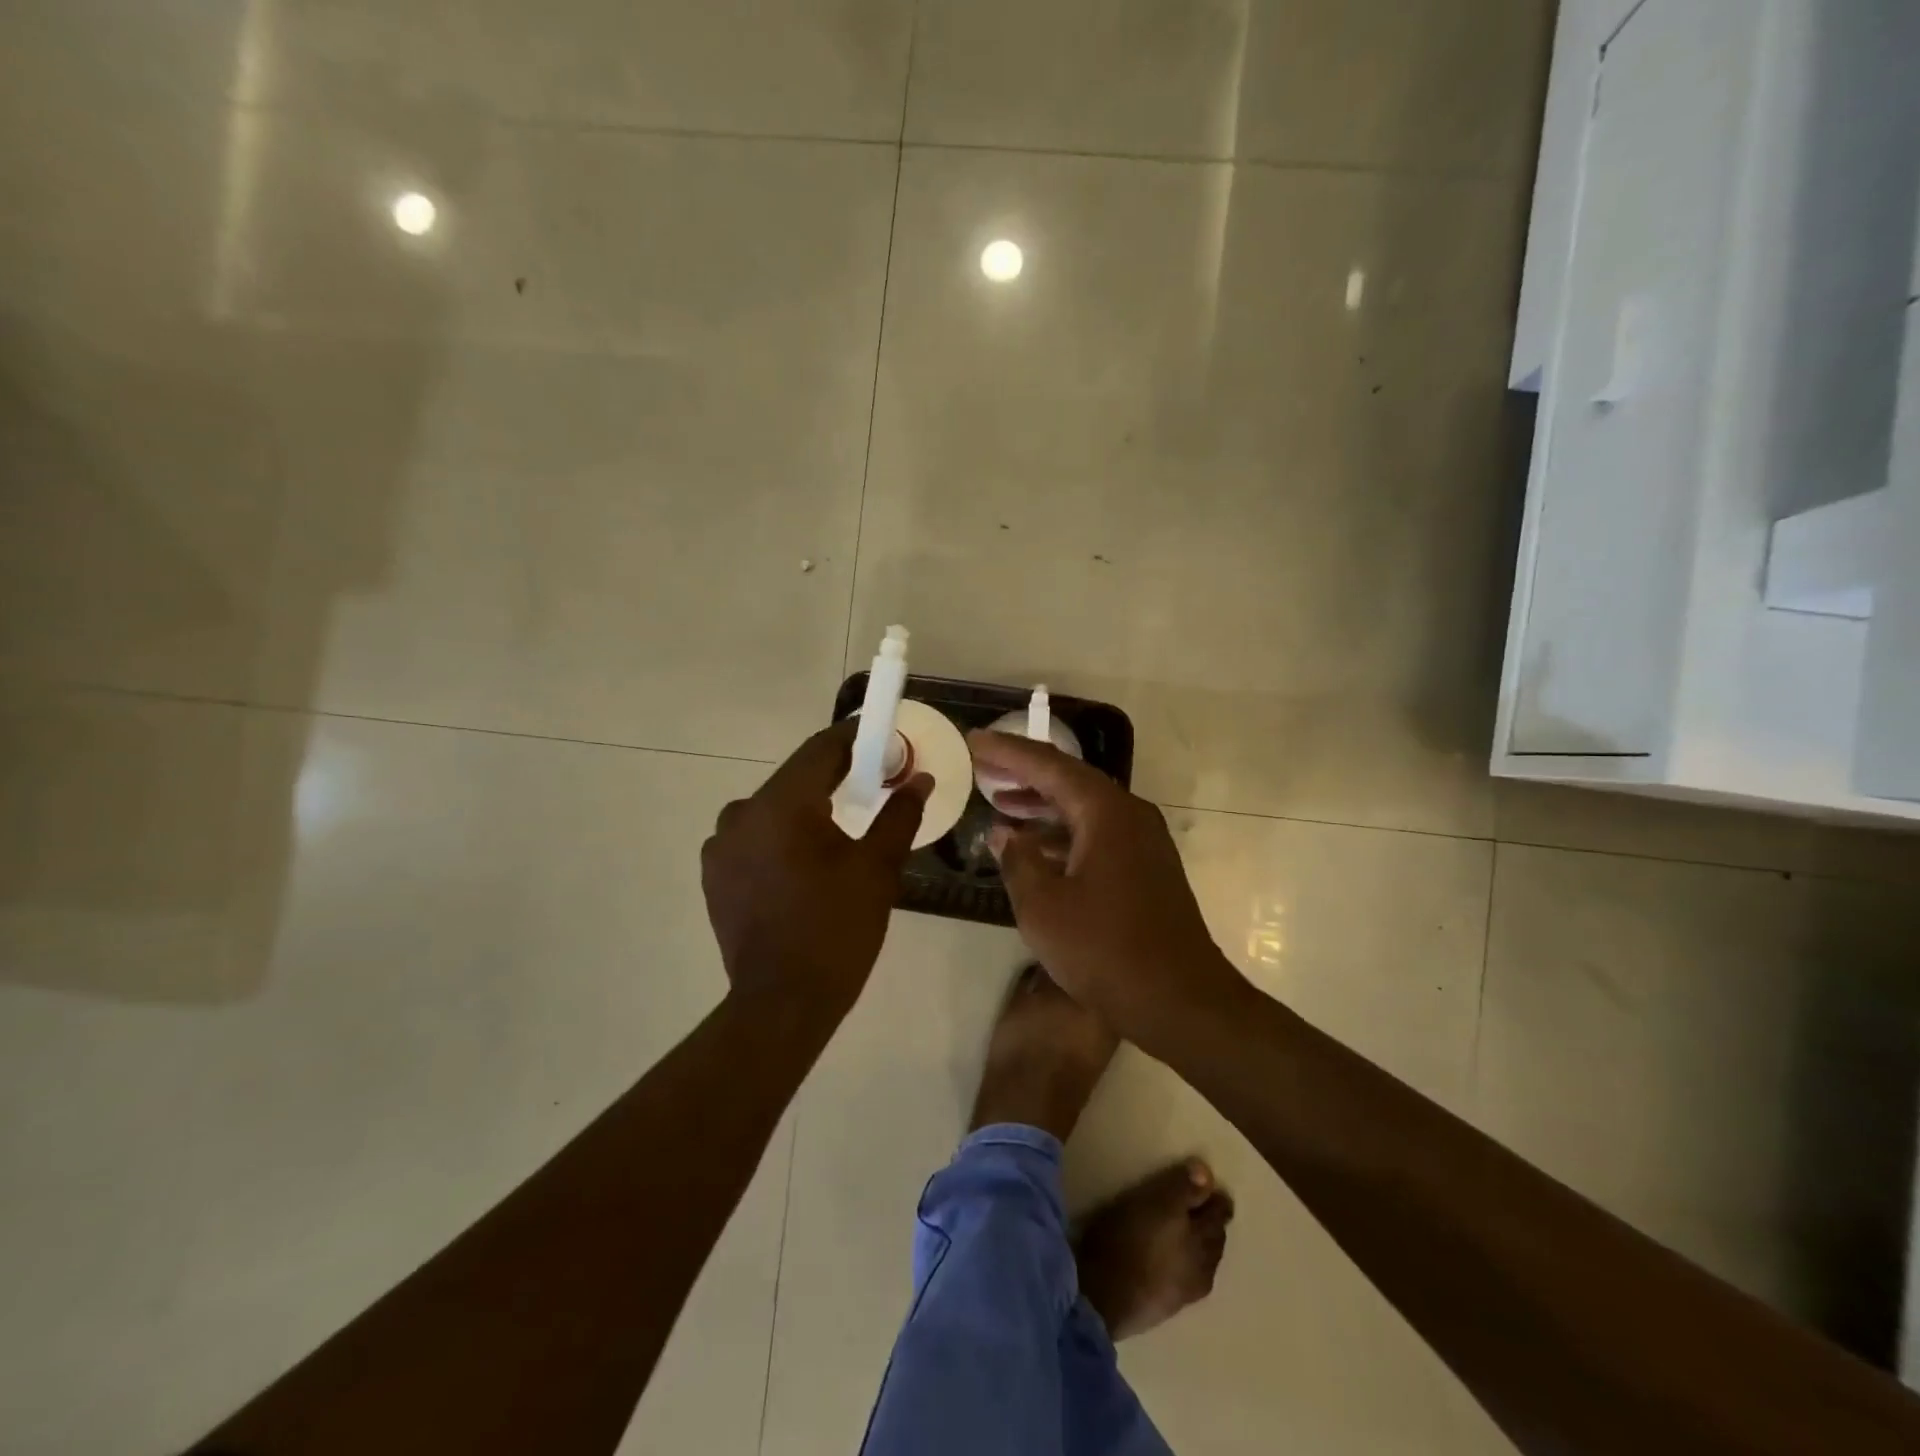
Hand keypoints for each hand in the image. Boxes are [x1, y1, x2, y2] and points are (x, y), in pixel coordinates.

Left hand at [702, 721, 930, 1025]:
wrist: (783, 1002)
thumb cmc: (837, 929)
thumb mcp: (877, 868)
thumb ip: (899, 814)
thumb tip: (920, 780)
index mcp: (781, 805)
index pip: (822, 749)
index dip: (856, 737)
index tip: (884, 739)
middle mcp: (741, 813)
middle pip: (796, 778)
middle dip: (835, 776)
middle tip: (874, 783)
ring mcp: (721, 846)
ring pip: (773, 808)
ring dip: (806, 808)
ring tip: (839, 830)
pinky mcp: (715, 874)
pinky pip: (755, 837)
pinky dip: (782, 836)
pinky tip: (805, 862)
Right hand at [969, 730, 1242, 1041]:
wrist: (1179, 1000)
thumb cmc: (1104, 949)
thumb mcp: (1043, 906)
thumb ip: (1018, 861)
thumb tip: (1003, 834)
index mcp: (1106, 812)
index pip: (1049, 766)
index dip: (1007, 752)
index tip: (974, 740)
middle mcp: (1129, 815)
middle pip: (1069, 781)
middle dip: (1024, 773)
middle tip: (983, 767)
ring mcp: (1142, 843)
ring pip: (1083, 810)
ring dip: (1042, 805)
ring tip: (1000, 803)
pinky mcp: (1146, 869)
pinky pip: (1096, 835)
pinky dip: (1062, 834)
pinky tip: (1035, 848)